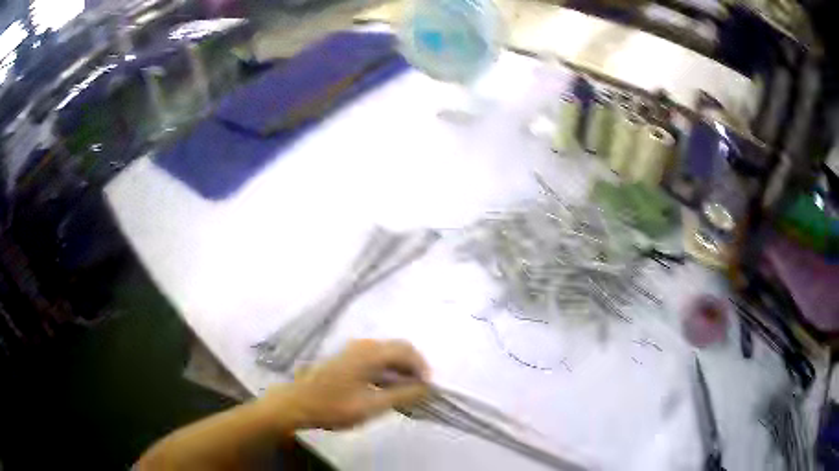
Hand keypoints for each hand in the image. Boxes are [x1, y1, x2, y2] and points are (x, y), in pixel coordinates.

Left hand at [260, 339, 430, 429]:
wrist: (296, 404)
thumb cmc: (333, 407)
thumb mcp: (370, 406)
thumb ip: (401, 396)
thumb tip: (426, 388)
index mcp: (369, 353)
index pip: (406, 352)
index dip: (422, 368)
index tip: (428, 389)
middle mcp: (363, 345)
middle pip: (398, 348)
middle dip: (413, 367)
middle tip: (419, 390)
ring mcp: (353, 350)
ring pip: (387, 352)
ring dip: (401, 368)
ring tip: (406, 392)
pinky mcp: (347, 358)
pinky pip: (376, 357)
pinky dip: (388, 369)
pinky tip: (387, 388)